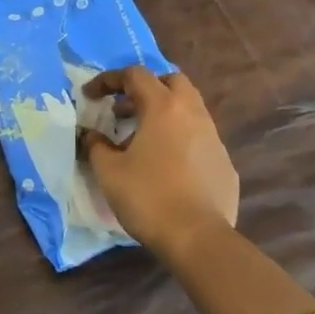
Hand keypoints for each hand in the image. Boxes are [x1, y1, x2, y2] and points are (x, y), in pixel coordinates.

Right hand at [81, 67, 238, 258]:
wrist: (197, 238)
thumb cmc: (148, 197)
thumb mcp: (109, 170)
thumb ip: (96, 145)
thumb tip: (91, 135)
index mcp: (163, 107)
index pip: (135, 75)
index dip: (108, 80)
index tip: (90, 96)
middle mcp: (192, 114)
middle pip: (171, 81)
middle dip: (146, 88)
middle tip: (124, 109)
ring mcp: (213, 138)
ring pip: (189, 109)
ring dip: (164, 113)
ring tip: (142, 138)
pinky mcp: (224, 163)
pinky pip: (199, 138)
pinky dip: (179, 139)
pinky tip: (166, 165)